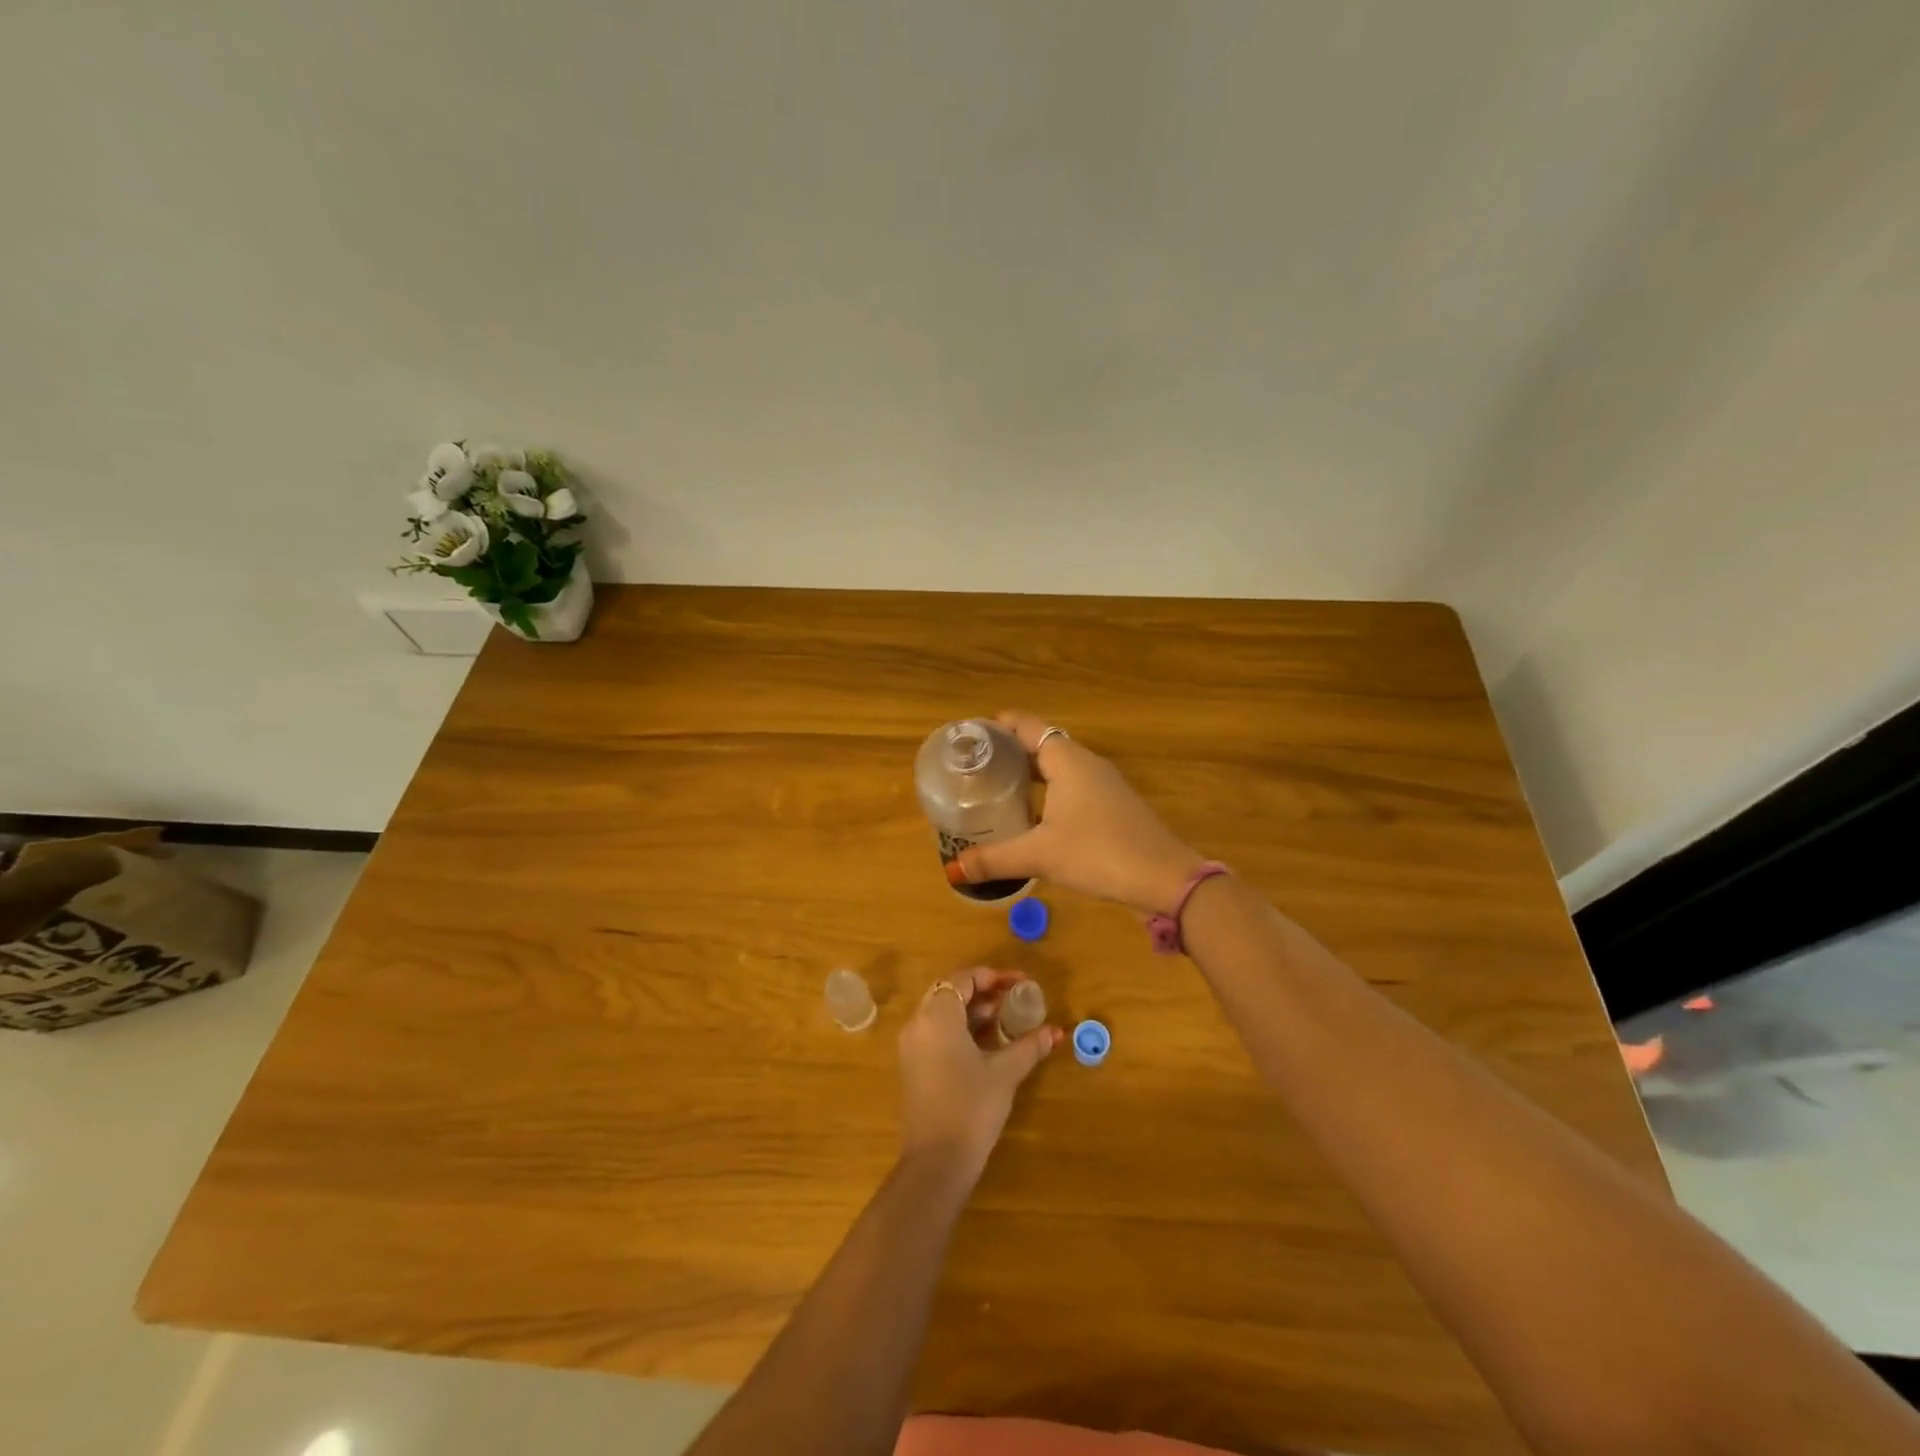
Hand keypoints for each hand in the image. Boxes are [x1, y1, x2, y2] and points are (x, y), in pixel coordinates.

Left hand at [898, 966, 1059, 1175]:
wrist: (936, 1162)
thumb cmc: (971, 1108)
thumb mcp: (1005, 1073)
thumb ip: (1029, 1046)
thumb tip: (1056, 1032)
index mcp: (937, 1016)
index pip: (963, 978)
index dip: (993, 976)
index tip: (1021, 983)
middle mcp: (918, 1023)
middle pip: (951, 991)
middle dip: (984, 991)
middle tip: (1013, 998)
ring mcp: (912, 1045)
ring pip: (942, 1012)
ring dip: (973, 1010)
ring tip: (1006, 1019)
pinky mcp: (913, 1065)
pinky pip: (936, 1031)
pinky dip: (961, 1028)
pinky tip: (987, 1043)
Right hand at [948, 710, 1204, 915]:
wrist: (1164, 878)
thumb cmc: (1098, 853)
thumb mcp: (1040, 856)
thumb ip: (994, 860)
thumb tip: (953, 869)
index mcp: (1068, 760)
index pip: (1028, 726)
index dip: (998, 726)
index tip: (970, 736)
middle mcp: (1086, 763)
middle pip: (1042, 744)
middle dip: (1009, 753)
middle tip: (974, 768)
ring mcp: (1104, 784)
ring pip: (1059, 768)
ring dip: (1030, 774)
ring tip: (995, 790)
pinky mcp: (1113, 806)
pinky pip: (1072, 787)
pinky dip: (1048, 792)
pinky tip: (1032, 818)